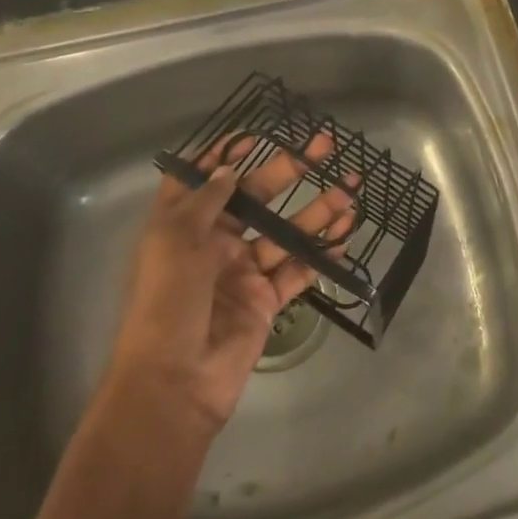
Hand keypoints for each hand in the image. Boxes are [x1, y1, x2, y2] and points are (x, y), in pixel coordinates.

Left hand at [105, 133, 356, 436]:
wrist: (175, 383)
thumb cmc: (167, 302)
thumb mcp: (175, 241)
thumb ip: (208, 201)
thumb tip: (229, 169)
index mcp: (184, 226)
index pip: (203, 181)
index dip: (223, 156)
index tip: (254, 135)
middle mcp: (214, 244)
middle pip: (257, 198)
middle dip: (290, 171)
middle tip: (324, 147)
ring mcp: (243, 272)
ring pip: (285, 233)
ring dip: (317, 212)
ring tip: (350, 190)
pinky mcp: (266, 301)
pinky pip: (297, 271)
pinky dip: (320, 255)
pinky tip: (344, 236)